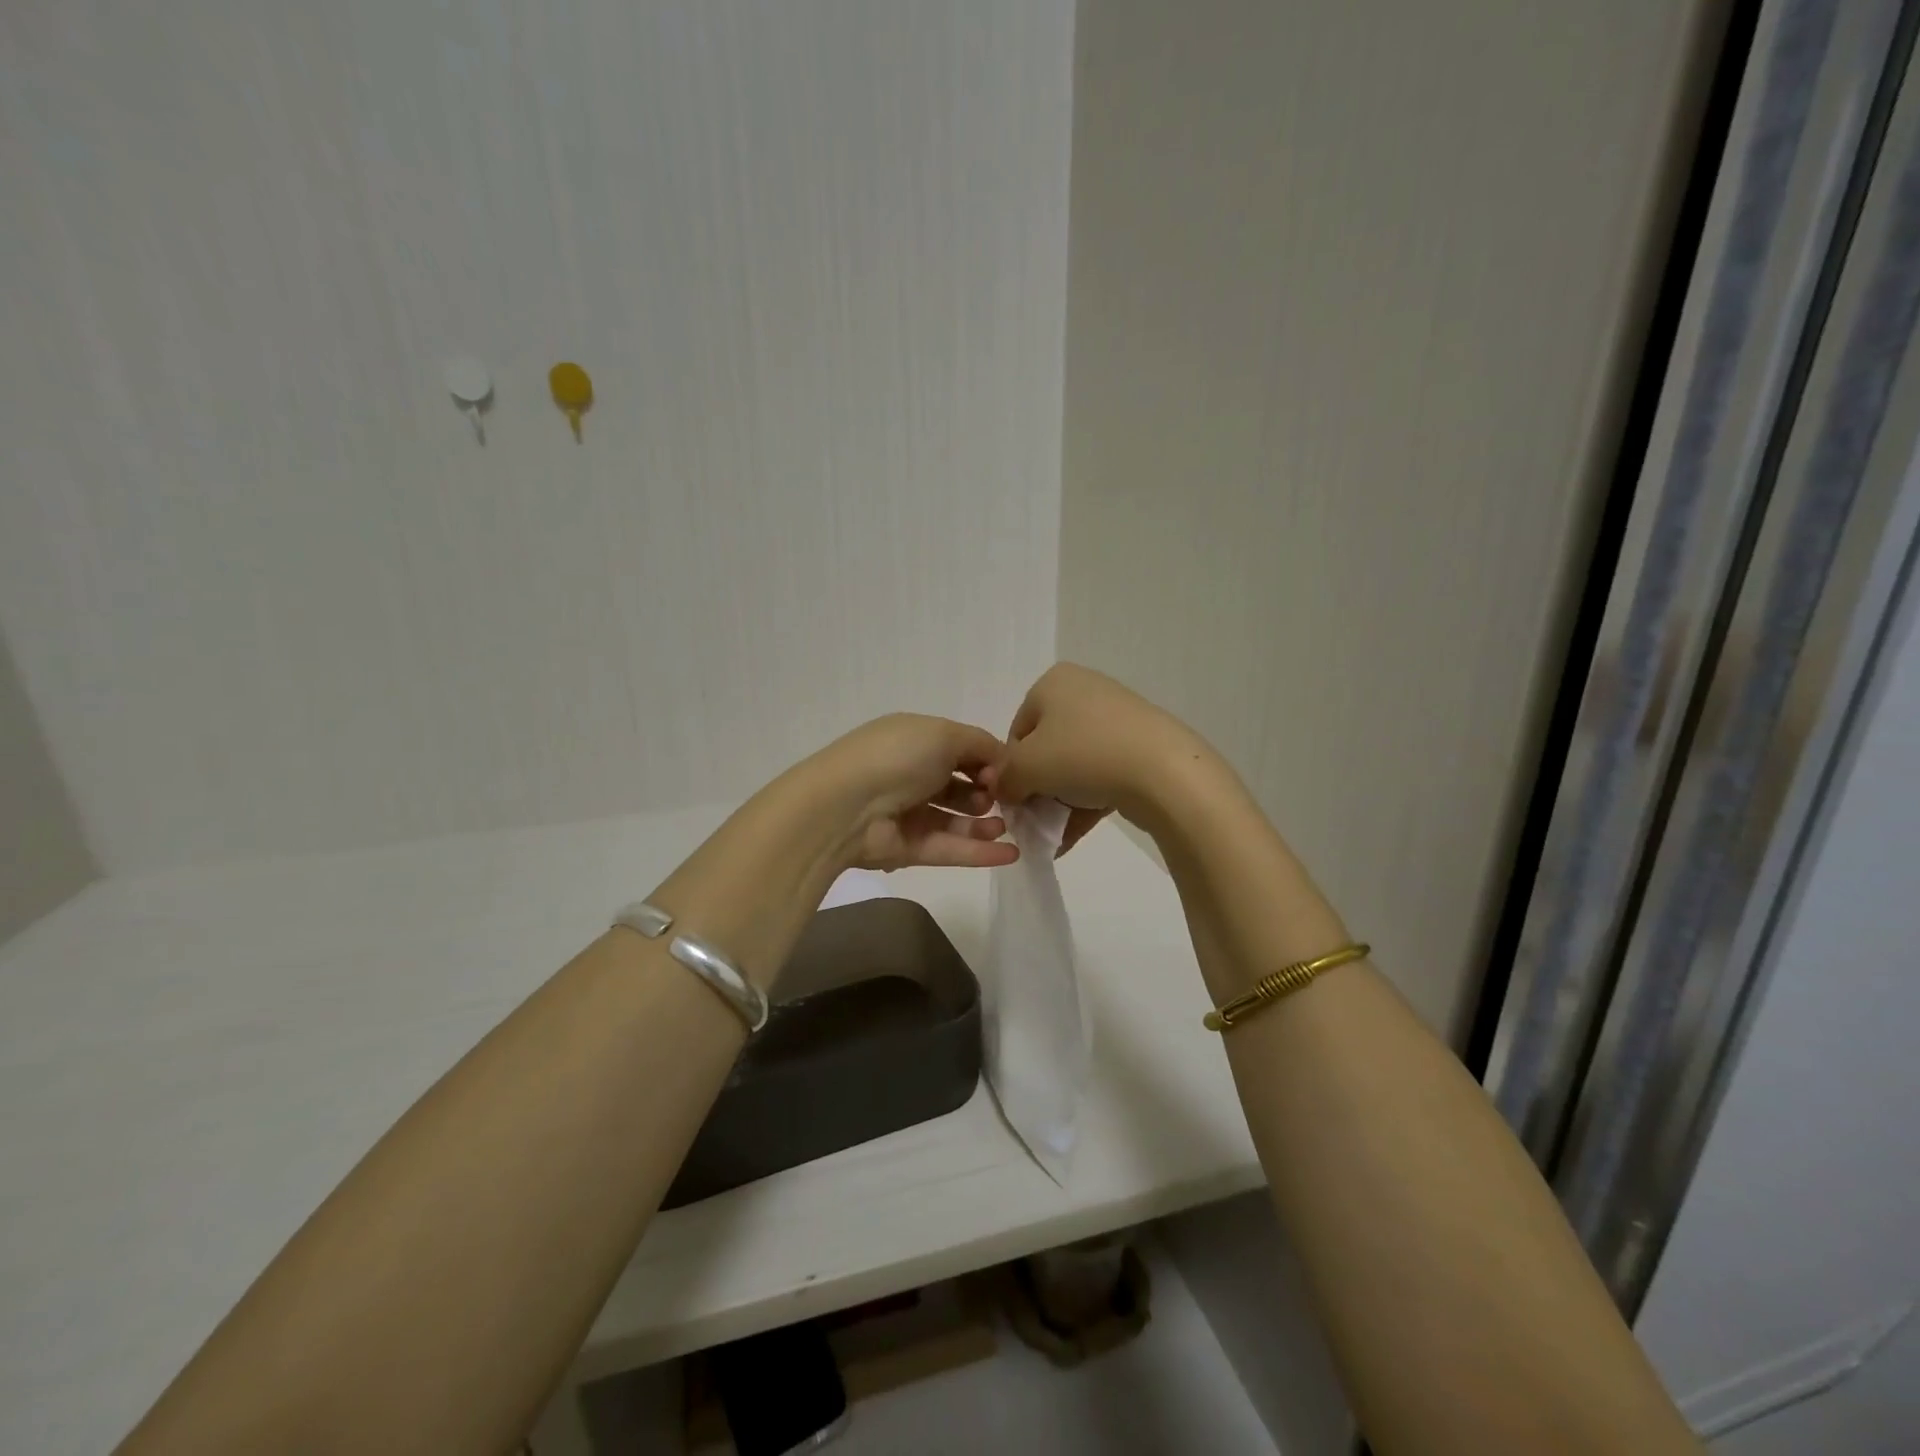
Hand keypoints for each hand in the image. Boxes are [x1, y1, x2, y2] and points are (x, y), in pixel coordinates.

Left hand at [815, 714, 1019, 872]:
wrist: (845, 807)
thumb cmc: (897, 758)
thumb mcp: (944, 734)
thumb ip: (980, 744)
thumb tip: (1001, 761)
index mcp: (914, 740)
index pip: (958, 749)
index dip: (986, 759)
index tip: (1004, 771)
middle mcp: (910, 774)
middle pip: (957, 785)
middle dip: (985, 792)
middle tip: (1001, 799)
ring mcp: (907, 814)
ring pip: (954, 820)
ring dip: (984, 824)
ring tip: (1005, 826)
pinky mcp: (908, 849)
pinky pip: (949, 849)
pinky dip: (980, 852)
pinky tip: (1011, 854)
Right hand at [985, 664, 1213, 852]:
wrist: (1164, 771)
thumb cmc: (1083, 754)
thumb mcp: (1026, 766)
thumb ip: (1004, 777)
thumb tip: (1003, 789)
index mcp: (1054, 683)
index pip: (1017, 731)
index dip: (1011, 770)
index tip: (1016, 800)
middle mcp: (1084, 691)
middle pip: (1046, 749)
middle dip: (1037, 789)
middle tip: (1035, 821)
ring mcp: (1116, 719)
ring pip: (1074, 766)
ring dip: (1059, 803)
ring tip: (1054, 837)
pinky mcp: (1141, 746)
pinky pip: (1101, 775)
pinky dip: (1085, 804)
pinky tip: (1072, 838)